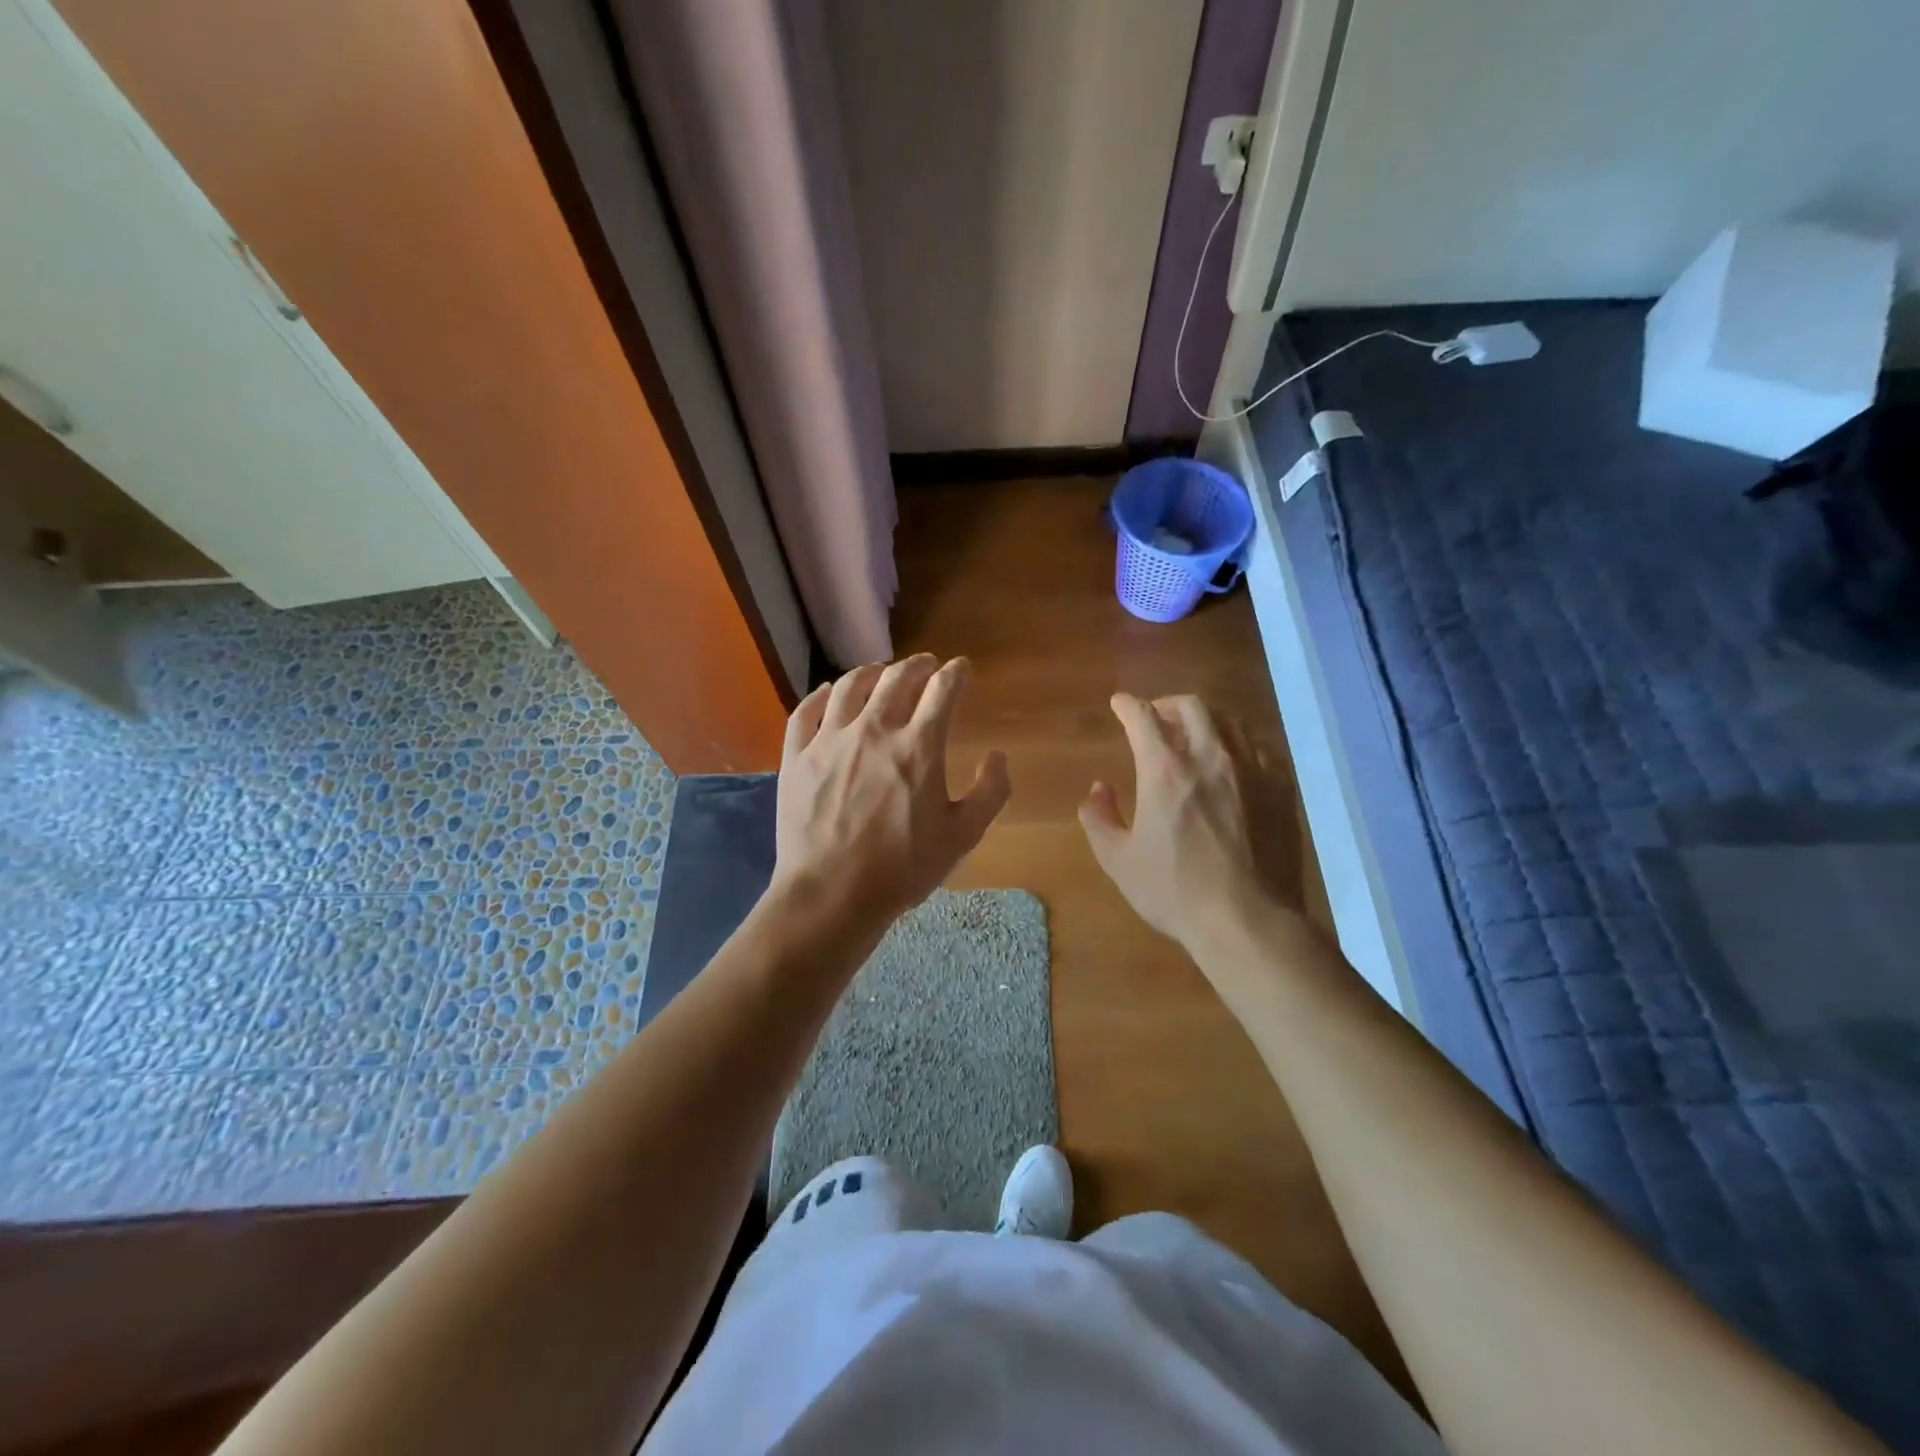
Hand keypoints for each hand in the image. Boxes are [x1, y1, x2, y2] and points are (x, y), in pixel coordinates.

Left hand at [772, 654, 1011, 928]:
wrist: (831, 894)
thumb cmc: (903, 868)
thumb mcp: (963, 836)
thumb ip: (990, 792)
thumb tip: (998, 756)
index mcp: (918, 746)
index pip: (942, 690)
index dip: (957, 674)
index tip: (962, 669)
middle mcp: (874, 730)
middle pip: (897, 678)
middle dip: (918, 665)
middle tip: (927, 665)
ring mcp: (829, 740)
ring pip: (850, 685)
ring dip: (872, 672)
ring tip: (881, 672)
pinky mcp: (796, 756)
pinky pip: (806, 711)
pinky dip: (821, 694)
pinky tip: (830, 692)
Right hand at [1078, 693, 1300, 949]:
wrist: (1248, 920)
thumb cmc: (1174, 890)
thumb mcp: (1118, 860)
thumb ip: (1099, 818)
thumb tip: (1099, 789)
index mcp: (1165, 769)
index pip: (1142, 717)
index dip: (1127, 705)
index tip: (1119, 703)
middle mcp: (1211, 757)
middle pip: (1191, 707)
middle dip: (1168, 704)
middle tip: (1157, 717)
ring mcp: (1252, 769)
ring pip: (1229, 722)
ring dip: (1205, 720)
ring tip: (1195, 735)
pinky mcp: (1281, 788)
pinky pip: (1259, 749)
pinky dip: (1238, 746)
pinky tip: (1234, 764)